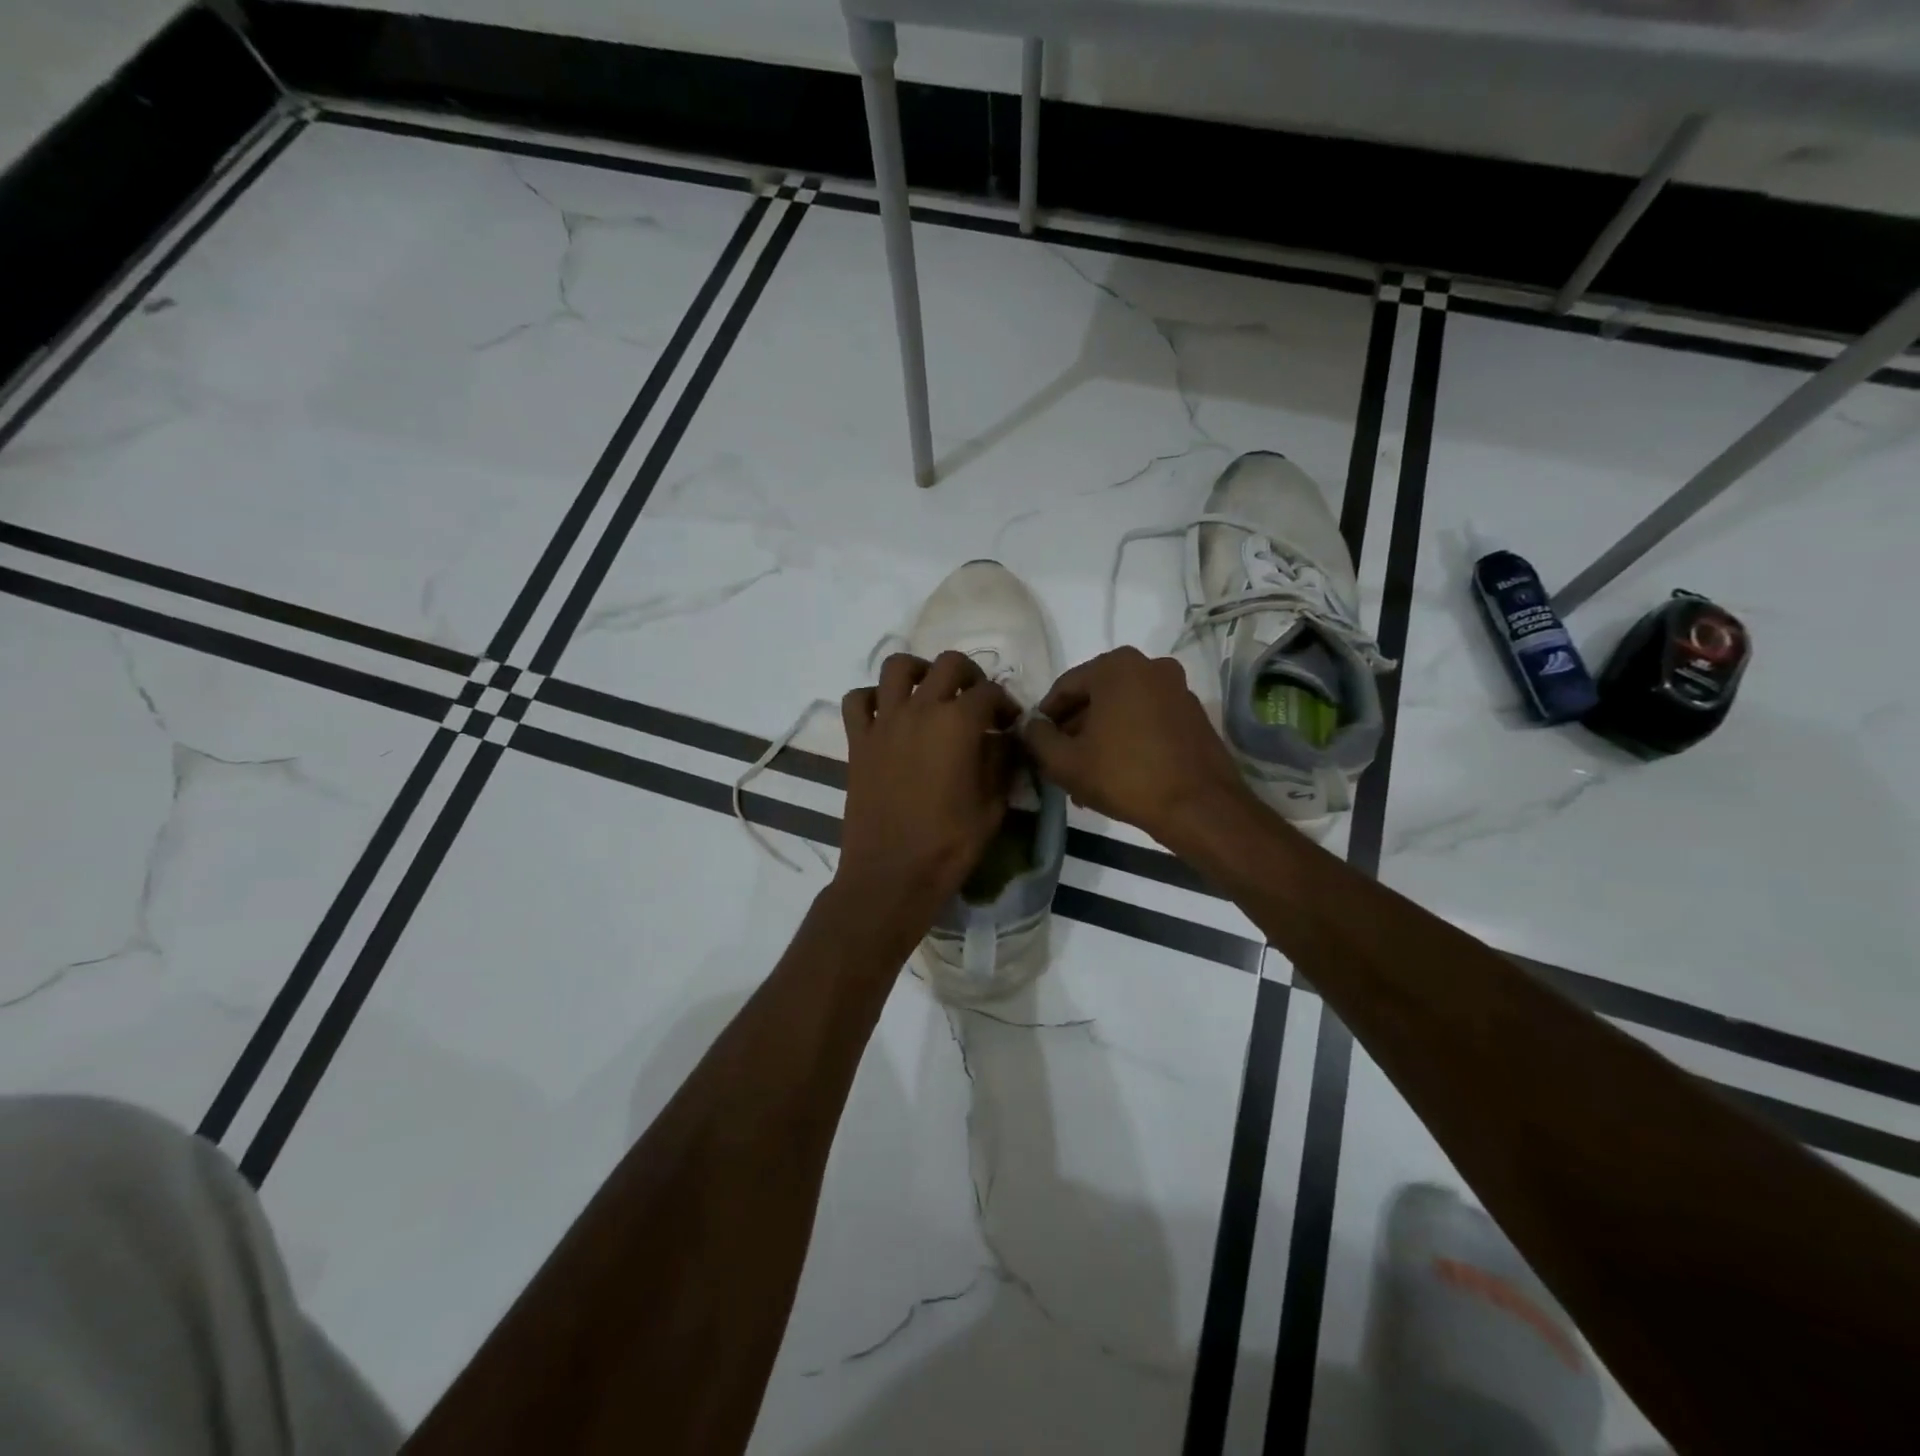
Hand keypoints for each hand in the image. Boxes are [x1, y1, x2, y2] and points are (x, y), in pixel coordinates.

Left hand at [837, 652, 1019, 923]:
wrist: (891, 875)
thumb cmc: (949, 845)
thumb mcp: (993, 806)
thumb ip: (1002, 762)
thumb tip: (1005, 738)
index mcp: (958, 724)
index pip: (989, 692)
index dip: (1006, 703)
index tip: (1009, 723)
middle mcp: (920, 710)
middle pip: (948, 665)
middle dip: (970, 675)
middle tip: (976, 701)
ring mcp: (884, 723)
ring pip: (897, 667)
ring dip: (919, 671)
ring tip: (930, 692)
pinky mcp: (858, 741)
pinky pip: (857, 700)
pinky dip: (872, 697)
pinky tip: (887, 714)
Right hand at [1021, 647, 1250, 842]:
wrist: (1198, 807)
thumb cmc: (1124, 776)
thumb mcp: (1065, 761)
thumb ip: (1037, 737)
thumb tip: (1030, 725)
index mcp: (1116, 666)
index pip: (1064, 687)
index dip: (1045, 718)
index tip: (1037, 744)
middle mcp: (1150, 666)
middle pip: (1095, 697)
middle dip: (1075, 729)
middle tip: (1060, 762)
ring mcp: (1177, 688)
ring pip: (1122, 710)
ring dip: (1100, 737)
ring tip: (1086, 774)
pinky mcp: (1193, 714)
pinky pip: (1148, 720)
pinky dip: (1129, 739)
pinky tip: (1118, 772)